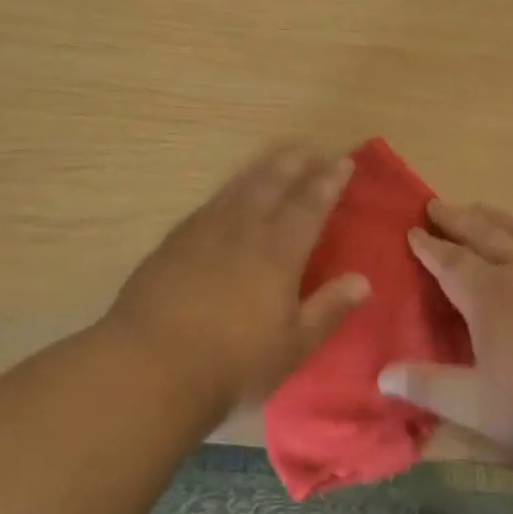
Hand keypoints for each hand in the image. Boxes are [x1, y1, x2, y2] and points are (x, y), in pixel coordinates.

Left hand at [103, 142, 369, 421]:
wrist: (149, 366)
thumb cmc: (232, 362)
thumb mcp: (292, 346)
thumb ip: (328, 309)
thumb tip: (364, 281)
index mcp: (280, 250)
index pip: (311, 204)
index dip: (329, 181)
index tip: (343, 161)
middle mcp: (245, 229)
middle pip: (275, 182)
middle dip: (297, 162)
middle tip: (312, 147)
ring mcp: (206, 230)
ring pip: (241, 186)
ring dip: (264, 168)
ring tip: (277, 157)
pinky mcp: (176, 241)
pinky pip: (212, 202)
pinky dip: (231, 189)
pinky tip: (230, 194)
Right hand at [377, 200, 512, 470]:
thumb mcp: (476, 407)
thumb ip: (429, 387)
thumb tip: (382, 375)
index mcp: (488, 296)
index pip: (450, 262)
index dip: (429, 247)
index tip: (413, 231)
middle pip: (483, 234)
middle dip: (457, 219)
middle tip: (437, 205)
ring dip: (496, 217)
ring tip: (481, 207)